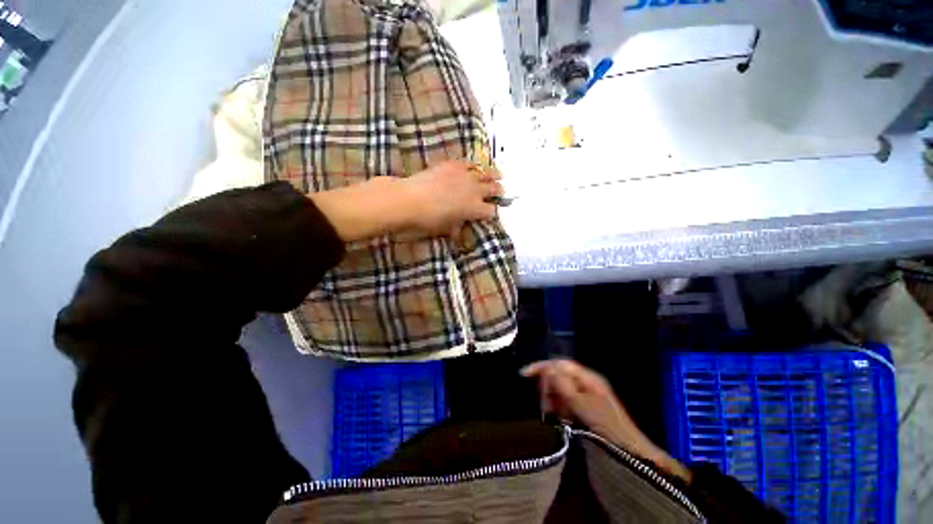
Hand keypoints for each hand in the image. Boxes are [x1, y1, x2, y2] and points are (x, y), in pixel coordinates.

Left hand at [310, 161, 502, 242]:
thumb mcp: (444, 229)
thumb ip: (455, 228)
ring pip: (486, 173)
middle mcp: (474, 191)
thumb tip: (457, 230)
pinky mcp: (453, 165)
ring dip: (493, 176)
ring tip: (499, 175)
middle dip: (498, 192)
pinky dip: (474, 166)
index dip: (493, 213)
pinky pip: (469, 163)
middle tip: (501, 192)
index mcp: (473, 209)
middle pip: (493, 189)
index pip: (491, 211)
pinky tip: (476, 166)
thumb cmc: (427, 220)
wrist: (408, 199)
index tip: (491, 214)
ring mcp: (464, 176)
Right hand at [521, 359, 691, 483]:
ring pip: (561, 390)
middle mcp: (586, 383)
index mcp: (588, 377)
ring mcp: (586, 397)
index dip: (543, 367)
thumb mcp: (582, 404)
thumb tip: (546, 368)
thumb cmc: (606, 426)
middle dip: (548, 386)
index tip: (525, 374)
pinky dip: (558, 408)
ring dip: (552, 399)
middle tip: (542, 403)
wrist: (629, 455)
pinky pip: (565, 403)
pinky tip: (557, 418)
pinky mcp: (584, 411)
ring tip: (549, 413)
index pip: (560, 364)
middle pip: (559, 376)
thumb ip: (563, 384)